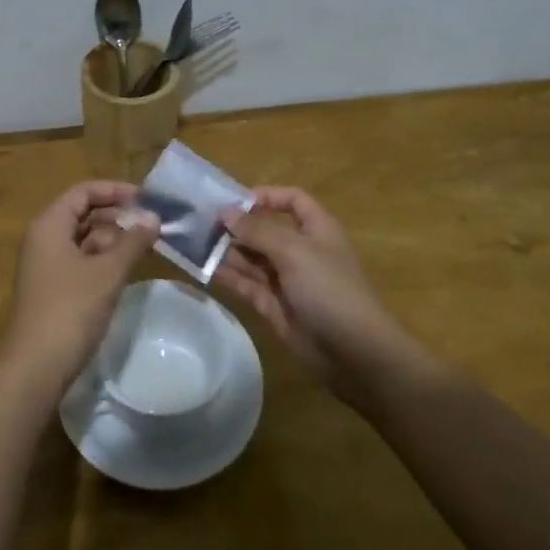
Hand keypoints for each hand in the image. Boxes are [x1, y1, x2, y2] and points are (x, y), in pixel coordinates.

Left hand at [0, 181, 159, 400]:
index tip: (147, 199)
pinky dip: (103, 260)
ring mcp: (46, 266)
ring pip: (83, 239)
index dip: (115, 191)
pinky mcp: (53, 289)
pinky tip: (126, 270)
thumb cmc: (71, 310)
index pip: (83, 192)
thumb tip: (154, 218)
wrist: (36, 368)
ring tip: (146, 246)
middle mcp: (43, 239)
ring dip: (113, 239)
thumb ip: (132, 241)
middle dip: (117, 216)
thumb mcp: (108, 272)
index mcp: (49, 225)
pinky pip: (81, 262)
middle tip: (152, 224)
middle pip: (83, 214)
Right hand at [213, 187, 419, 402]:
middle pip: (265, 229)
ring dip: (227, 250)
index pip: (292, 200)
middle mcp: (300, 251)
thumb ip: (257, 231)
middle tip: (200, 223)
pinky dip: (228, 276)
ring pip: (252, 258)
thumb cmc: (329, 289)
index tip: (233, 201)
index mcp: (316, 229)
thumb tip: (225, 213)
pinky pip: (247, 284)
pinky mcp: (274, 306)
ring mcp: (287, 280)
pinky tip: (204, 269)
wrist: (354, 353)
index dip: (266, 196)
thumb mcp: (294, 251)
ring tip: (194, 243)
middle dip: (237, 225)